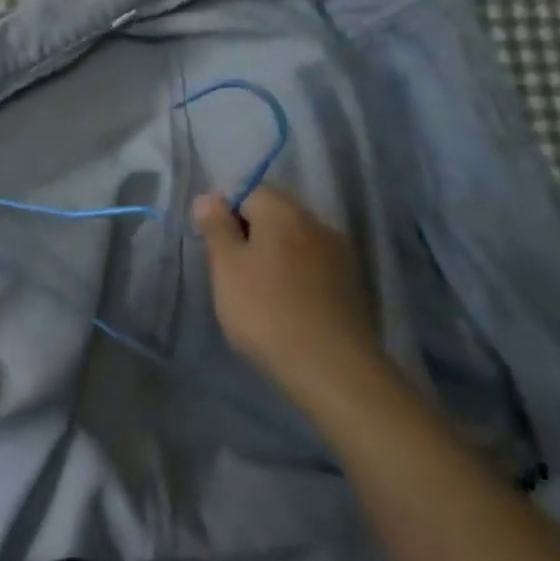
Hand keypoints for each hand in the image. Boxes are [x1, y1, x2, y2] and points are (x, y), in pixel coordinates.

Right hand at [191, 187, 380, 401]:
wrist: (332, 368)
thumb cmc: (266, 310)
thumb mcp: (226, 266)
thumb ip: (216, 227)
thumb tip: (208, 198)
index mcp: (283, 211)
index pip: (248, 192)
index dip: (224, 214)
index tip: (213, 247)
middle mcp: (316, 223)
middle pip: (273, 215)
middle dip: (249, 235)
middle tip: (229, 272)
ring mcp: (339, 255)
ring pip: (294, 242)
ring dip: (273, 257)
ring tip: (255, 292)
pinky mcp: (351, 286)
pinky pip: (312, 267)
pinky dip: (294, 277)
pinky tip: (284, 305)